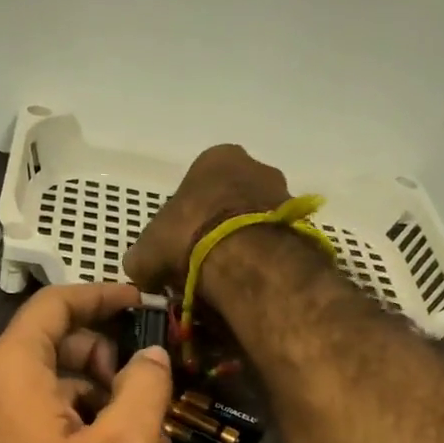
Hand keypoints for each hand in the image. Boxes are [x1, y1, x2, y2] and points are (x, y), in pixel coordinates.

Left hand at [0, 282, 178, 442]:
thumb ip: (145, 389)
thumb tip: (152, 356)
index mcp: (11, 370)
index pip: (55, 305)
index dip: (101, 296)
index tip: (140, 303)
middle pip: (59, 349)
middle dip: (115, 368)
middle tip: (156, 394)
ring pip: (57, 394)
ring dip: (110, 411)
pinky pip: (44, 426)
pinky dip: (86, 435)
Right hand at [123, 144, 291, 295]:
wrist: (245, 259)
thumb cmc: (188, 239)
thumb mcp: (145, 253)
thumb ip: (142, 258)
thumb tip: (143, 271)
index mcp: (215, 159)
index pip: (194, 188)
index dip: (183, 221)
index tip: (178, 250)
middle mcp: (254, 166)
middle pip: (229, 202)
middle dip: (216, 231)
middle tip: (201, 266)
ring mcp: (284, 193)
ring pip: (254, 223)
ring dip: (241, 247)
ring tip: (226, 280)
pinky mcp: (301, 225)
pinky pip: (274, 243)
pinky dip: (262, 261)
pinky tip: (248, 283)